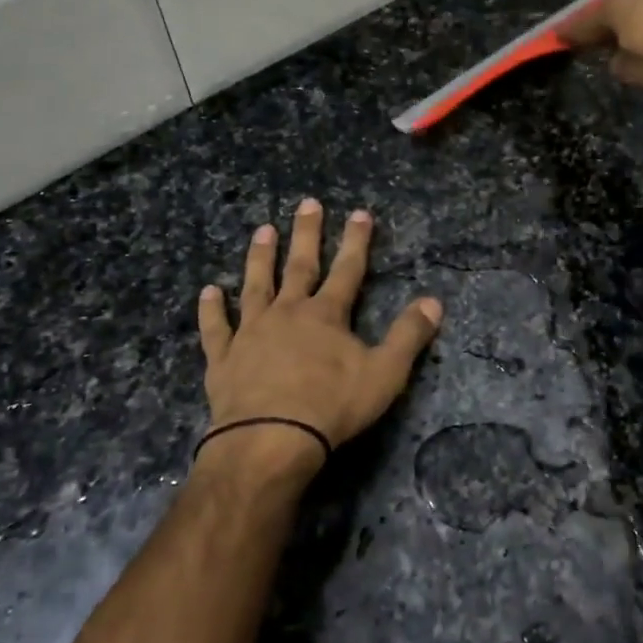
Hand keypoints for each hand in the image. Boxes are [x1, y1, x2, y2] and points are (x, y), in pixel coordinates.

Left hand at [195, 200, 441, 481]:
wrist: (270, 439)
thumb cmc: (331, 406)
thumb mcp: (384, 373)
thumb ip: (408, 336)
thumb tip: (433, 302)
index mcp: (327, 315)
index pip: (347, 270)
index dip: (356, 241)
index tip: (359, 213)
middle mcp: (288, 313)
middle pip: (300, 266)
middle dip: (307, 234)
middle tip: (307, 203)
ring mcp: (251, 332)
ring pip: (256, 286)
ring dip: (260, 258)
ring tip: (262, 231)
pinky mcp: (223, 358)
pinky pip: (216, 328)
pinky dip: (211, 310)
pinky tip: (208, 291)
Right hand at [559, 0, 642, 92]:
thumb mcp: (638, 72)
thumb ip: (620, 64)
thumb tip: (618, 58)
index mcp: (620, 3)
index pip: (585, 19)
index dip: (570, 32)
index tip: (558, 38)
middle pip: (616, 6)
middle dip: (607, 22)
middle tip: (598, 39)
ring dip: (639, 20)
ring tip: (636, 40)